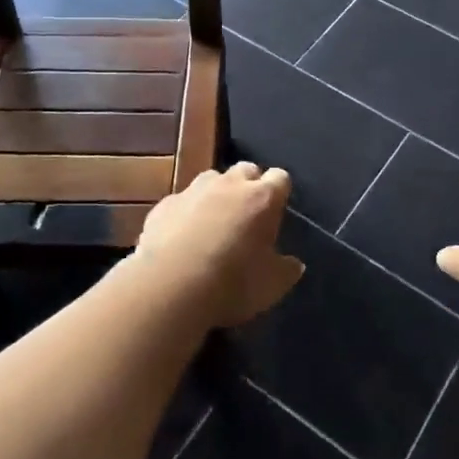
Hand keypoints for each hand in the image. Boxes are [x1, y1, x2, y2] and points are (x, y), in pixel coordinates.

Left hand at [133, 162, 302, 327]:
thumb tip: (294, 263)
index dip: (280, 192)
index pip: (280, 178)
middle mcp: (229, 184)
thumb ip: (287, 269)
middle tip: (248, 216)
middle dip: (249, 186)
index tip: (278, 212)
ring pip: (211, 180)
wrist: (169, 288)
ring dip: (217, 195)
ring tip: (214, 224)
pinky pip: (182, 202)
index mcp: (262, 198)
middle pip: (246, 170)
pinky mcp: (164, 205)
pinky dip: (186, 213)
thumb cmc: (232, 284)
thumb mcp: (272, 285)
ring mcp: (193, 191)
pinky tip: (182, 238)